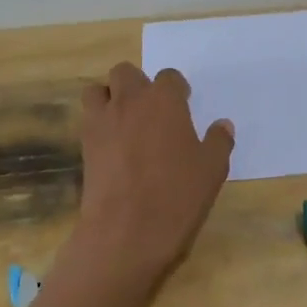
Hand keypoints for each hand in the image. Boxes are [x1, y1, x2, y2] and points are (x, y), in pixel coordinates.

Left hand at [62, 62, 234, 306]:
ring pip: (98, 90)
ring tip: (125, 121)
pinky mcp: (84, 146)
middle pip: (126, 73)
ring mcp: (102, 122)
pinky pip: (88, 120)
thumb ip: (218, 141)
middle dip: (138, 84)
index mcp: (164, 100)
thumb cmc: (177, 196)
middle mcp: (130, 101)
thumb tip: (223, 125)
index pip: (169, 77)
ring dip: (110, 97)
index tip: (184, 105)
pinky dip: (99, 123)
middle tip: (152, 110)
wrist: (126, 233)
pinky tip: (113, 146)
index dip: (177, 90)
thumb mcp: (212, 170)